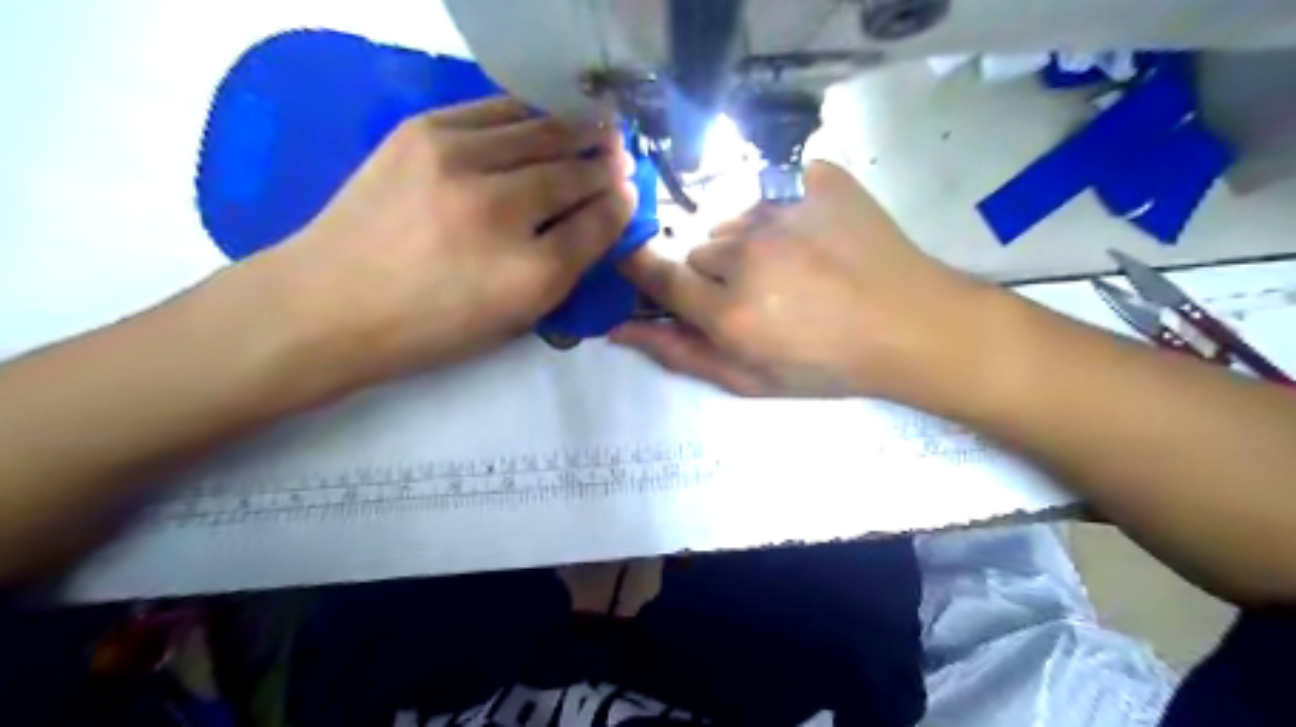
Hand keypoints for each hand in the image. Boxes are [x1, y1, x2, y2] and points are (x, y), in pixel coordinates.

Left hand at [245, 100, 636, 387]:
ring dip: (576, 129)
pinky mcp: (422, 131)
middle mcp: (501, 208)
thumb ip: (567, 266)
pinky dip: (530, 112)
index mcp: (530, 272)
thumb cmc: (432, 325)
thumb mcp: (513, 316)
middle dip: (605, 163)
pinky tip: (544, 117)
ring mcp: (458, 160)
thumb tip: (601, 214)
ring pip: (541, 130)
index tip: (630, 191)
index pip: (597, 222)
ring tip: (596, 128)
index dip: (620, 203)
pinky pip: (496, 110)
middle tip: (622, 156)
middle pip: (574, 171)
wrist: (332, 303)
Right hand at [613, 160, 983, 399]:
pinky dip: (779, 208)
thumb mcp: (750, 380)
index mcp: (728, 310)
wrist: (912, 324)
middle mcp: (746, 252)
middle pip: (697, 248)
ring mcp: (782, 207)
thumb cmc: (828, 364)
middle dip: (713, 270)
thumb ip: (680, 354)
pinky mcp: (813, 176)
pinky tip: (811, 234)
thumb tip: (619, 331)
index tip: (641, 265)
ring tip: (789, 264)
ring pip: (731, 217)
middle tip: (756, 292)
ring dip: (745, 239)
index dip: (643, 267)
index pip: (656, 273)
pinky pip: (768, 187)